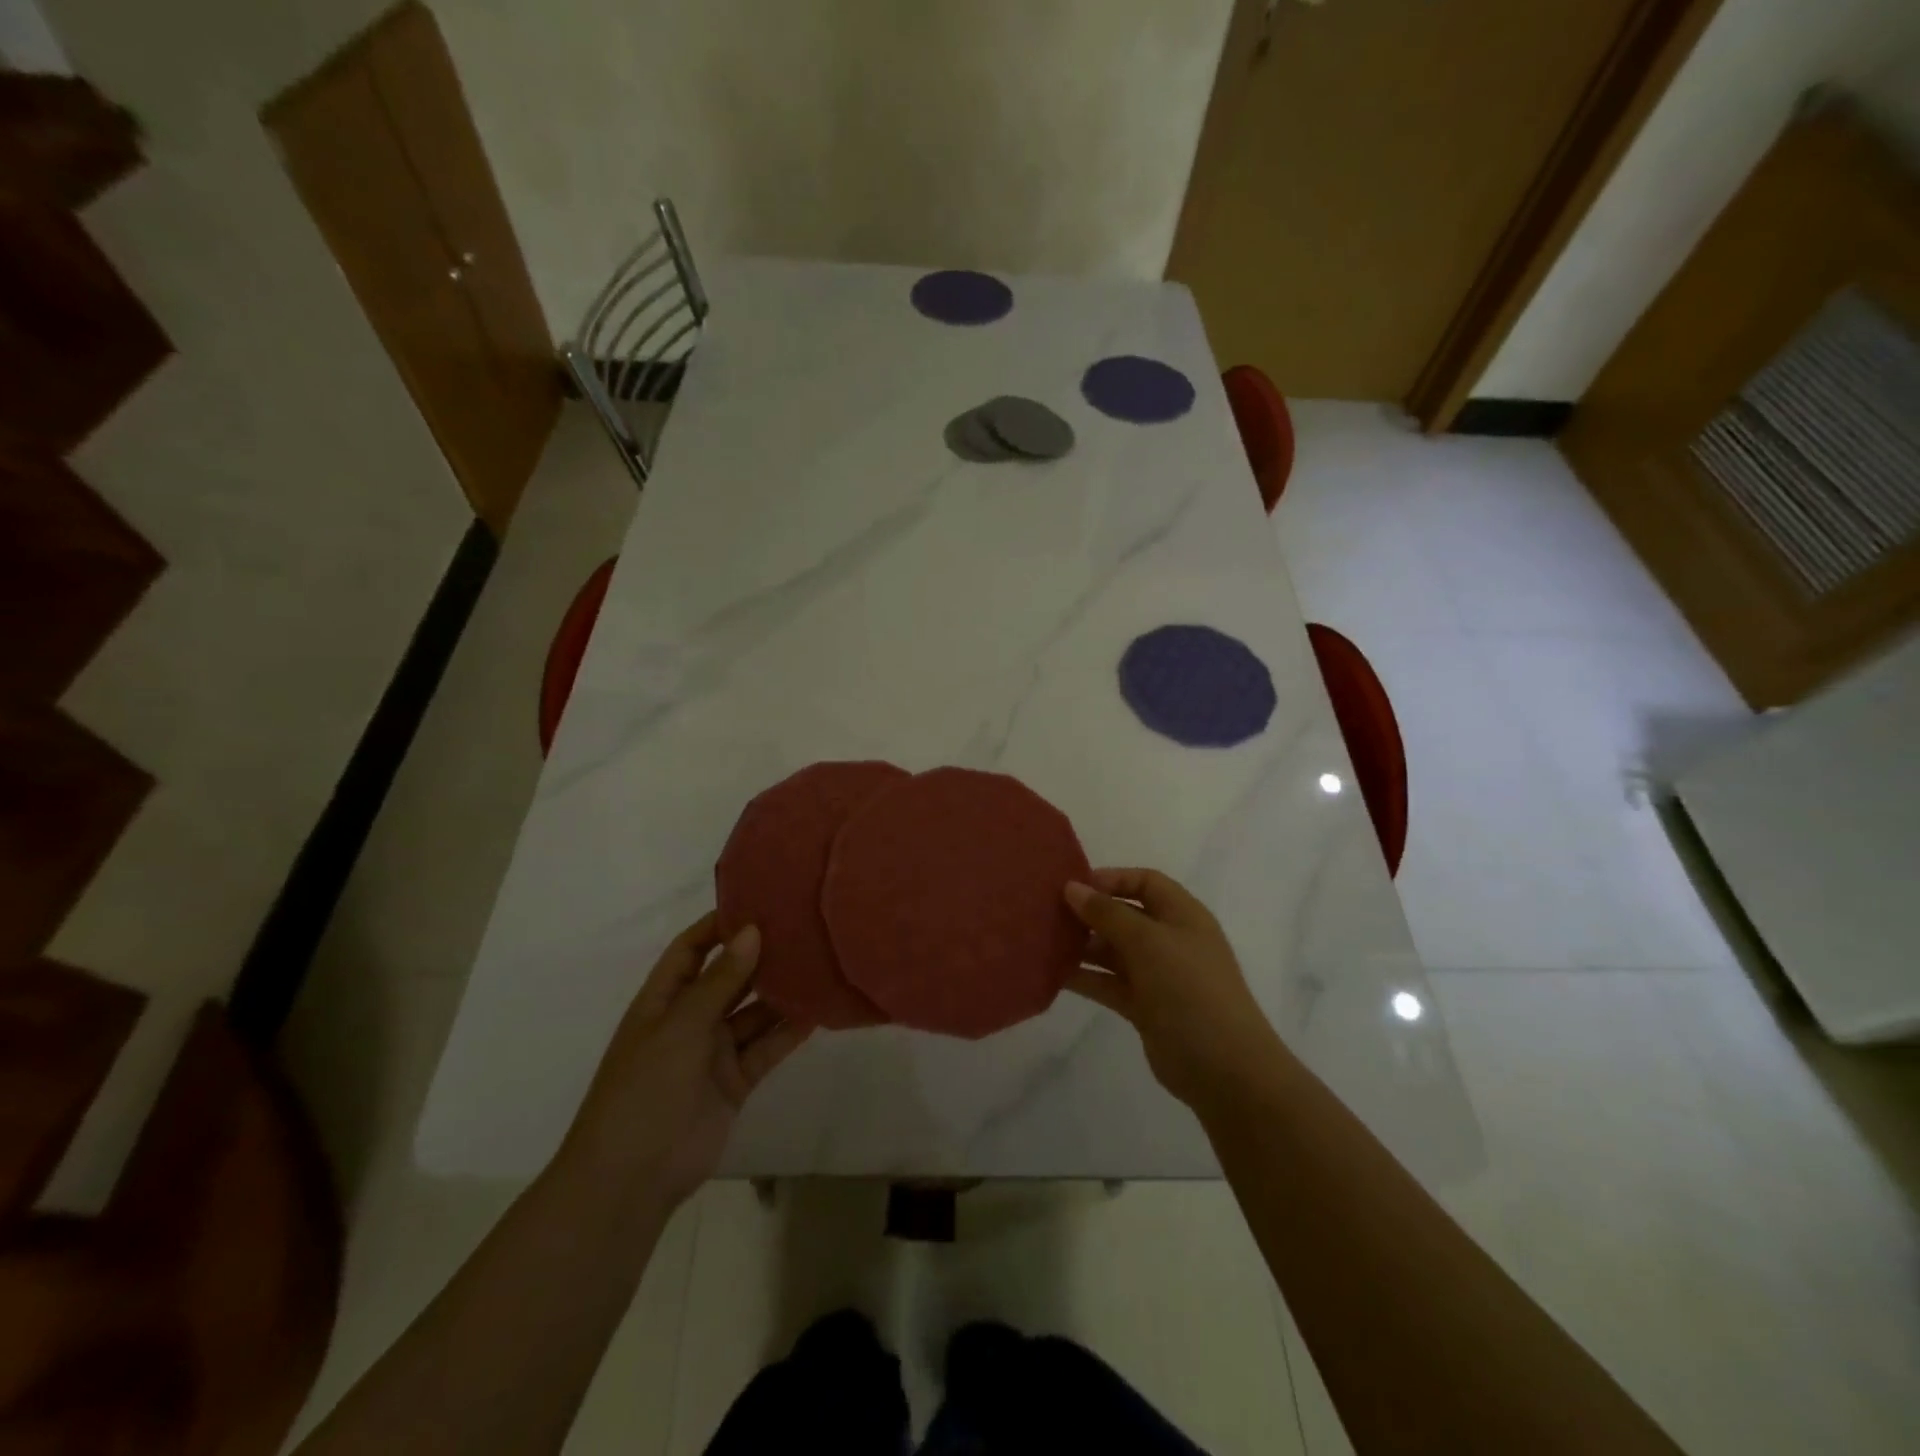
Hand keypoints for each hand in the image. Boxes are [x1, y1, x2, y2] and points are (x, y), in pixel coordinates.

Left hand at [559, 912, 809, 1211]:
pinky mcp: (736, 1080)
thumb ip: (720, 980)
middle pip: (729, 977)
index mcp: (663, 1000)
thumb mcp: (680, 1026)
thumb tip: (752, 930)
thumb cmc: (644, 1088)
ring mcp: (714, 1051)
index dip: (718, 926)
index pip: (691, 949)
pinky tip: (817, 1011)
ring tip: (819, 963)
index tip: (758, 902)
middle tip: (802, 928)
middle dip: (759, 955)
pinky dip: (789, 1031)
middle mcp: (690, 1019)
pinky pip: (767, 1047)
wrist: (632, 1178)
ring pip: (754, 1012)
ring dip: (781, 993)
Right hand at [1064, 869, 1287, 1111]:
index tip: (1074, 886)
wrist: (1225, 1069)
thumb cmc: (1190, 989)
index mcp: (1182, 915)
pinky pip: (1109, 983)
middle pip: (1125, 915)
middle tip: (1049, 914)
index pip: (1145, 882)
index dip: (1112, 879)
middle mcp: (1170, 940)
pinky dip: (1086, 977)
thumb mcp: (1148, 942)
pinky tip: (1054, 975)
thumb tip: (1072, 888)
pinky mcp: (1145, 1007)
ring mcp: (1158, 975)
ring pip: (1114, 951)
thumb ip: (1107, 913)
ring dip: (1083, 946)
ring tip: (1045, 942)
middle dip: (1090, 913)